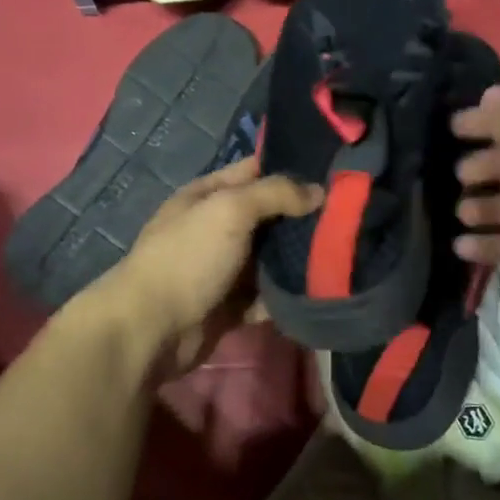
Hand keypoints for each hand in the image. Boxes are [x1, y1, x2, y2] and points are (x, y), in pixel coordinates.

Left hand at [105, 157, 321, 375]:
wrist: (152, 330)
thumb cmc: (189, 258)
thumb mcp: (230, 210)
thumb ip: (276, 193)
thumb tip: (319, 191)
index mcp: (206, 196)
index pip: (254, 171)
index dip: (290, 170)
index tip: (332, 176)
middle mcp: (214, 228)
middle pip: (267, 216)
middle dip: (302, 217)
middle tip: (348, 219)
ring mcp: (221, 269)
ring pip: (269, 258)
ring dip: (297, 259)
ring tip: (341, 256)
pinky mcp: (229, 306)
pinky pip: (265, 296)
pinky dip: (285, 297)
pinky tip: (317, 292)